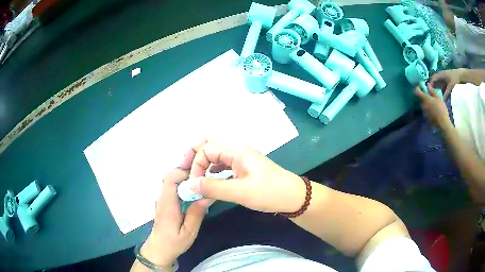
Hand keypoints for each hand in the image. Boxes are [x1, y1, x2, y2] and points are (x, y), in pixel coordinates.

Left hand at [140, 169, 210, 267]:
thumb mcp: (189, 232)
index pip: (170, 178)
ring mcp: (163, 199)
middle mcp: (163, 197)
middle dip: (188, 175)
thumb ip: (196, 214)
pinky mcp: (165, 202)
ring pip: (173, 180)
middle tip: (204, 183)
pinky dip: (184, 187)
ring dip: (187, 181)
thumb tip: (207, 196)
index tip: (200, 179)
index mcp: (168, 204)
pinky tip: (194, 196)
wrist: (159, 249)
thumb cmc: (173, 243)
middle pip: (172, 176)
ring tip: (201, 188)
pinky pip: (173, 188)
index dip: (184, 173)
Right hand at [179, 139, 305, 212]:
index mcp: (236, 151)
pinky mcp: (244, 169)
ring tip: (195, 177)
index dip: (196, 164)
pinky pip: (223, 165)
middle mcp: (237, 151)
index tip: (193, 183)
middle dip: (194, 156)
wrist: (293, 197)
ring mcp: (241, 159)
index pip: (206, 149)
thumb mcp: (240, 192)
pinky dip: (213, 171)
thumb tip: (190, 185)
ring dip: (203, 164)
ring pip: (216, 155)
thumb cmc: (269, 192)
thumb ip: (213, 187)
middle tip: (184, 169)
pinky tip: (210, 181)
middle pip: (209, 145)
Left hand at [415, 85, 452, 129]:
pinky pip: (425, 110)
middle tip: (428, 94)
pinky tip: (433, 109)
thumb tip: (428, 85)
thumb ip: (432, 91)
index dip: (417, 87)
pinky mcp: (426, 118)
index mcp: (425, 99)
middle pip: (420, 98)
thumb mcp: (438, 98)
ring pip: (423, 105)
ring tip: (432, 102)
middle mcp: (422, 105)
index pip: (416, 92)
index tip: (419, 85)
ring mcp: (424, 112)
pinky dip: (428, 108)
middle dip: (423, 95)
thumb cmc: (441, 109)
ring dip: (426, 102)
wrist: (442, 124)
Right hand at [429, 68, 464, 98]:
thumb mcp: (450, 86)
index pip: (433, 79)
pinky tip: (441, 96)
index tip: (428, 91)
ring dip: (436, 89)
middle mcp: (440, 76)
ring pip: (437, 84)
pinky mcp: (446, 82)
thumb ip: (446, 93)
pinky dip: (440, 91)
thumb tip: (441, 100)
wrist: (460, 75)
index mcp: (440, 75)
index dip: (430, 84)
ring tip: (434, 97)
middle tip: (430, 95)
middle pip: (434, 82)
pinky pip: (441, 86)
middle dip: (432, 88)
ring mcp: (443, 79)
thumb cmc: (455, 79)